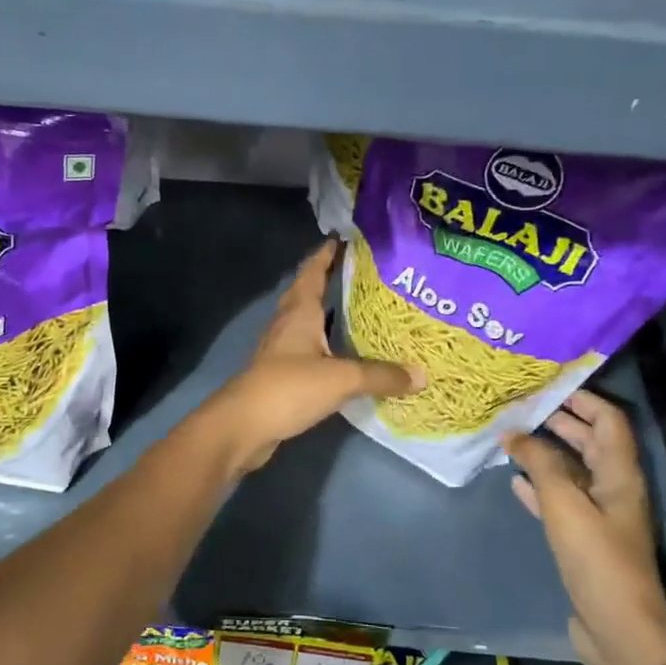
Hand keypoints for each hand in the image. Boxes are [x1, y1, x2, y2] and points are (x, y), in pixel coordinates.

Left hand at [200, 239, 422, 473]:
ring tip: (362, 310)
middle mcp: (288, 323)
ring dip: (329, 314)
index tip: (347, 239)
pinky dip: (326, 345)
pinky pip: (308, 349)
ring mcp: (281, 349)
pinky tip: (345, 355)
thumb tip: (422, 375)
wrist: (243, 426)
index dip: (328, 254)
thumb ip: (381, 375)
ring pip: (308, 322)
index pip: (313, 271)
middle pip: (308, 293)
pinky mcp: (281, 373)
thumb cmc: (289, 388)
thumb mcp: (341, 379)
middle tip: (366, 275)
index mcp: (299, 312)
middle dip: (331, 280)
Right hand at [504, 391, 665, 664]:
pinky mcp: (583, 538)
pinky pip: (559, 500)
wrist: (618, 627)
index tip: (547, 384)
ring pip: (571, 471)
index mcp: (619, 474)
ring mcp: (599, 515)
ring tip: (510, 437)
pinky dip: (539, 486)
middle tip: (519, 406)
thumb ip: (540, 464)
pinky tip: (514, 480)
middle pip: (589, 442)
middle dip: (559, 421)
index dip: (583, 398)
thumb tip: (514, 434)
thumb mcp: (565, 504)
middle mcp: (613, 488)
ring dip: (545, 452)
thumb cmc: (597, 558)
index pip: (608, 420)